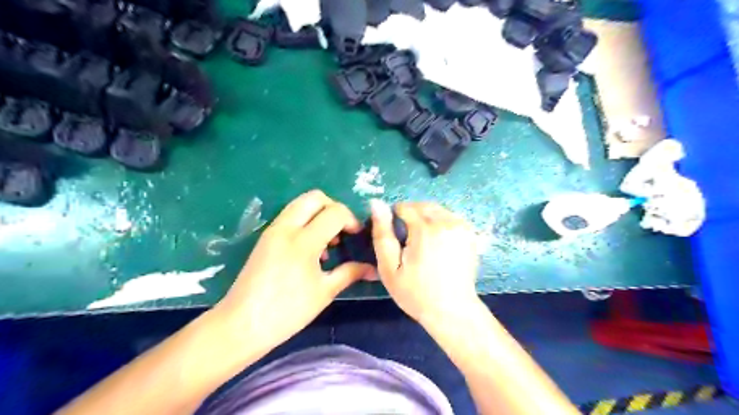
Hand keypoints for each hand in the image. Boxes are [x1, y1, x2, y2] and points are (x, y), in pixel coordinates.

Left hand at [213, 191, 375, 349]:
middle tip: (341, 230)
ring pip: (300, 204)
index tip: (356, 235)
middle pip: (315, 197)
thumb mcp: (324, 292)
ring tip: (327, 241)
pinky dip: (305, 222)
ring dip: (318, 213)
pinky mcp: (265, 237)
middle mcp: (286, 228)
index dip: (351, 220)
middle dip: (334, 208)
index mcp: (303, 241)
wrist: (242, 325)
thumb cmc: (287, 311)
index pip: (335, 212)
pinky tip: (310, 249)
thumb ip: (350, 273)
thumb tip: (373, 269)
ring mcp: (273, 230)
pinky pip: (290, 217)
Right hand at [374, 200, 481, 327]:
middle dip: (411, 215)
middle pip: (422, 205)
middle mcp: (445, 222)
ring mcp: (461, 227)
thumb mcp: (389, 268)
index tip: (395, 236)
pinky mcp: (470, 233)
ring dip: (426, 218)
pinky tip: (437, 242)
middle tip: (407, 239)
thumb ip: (382, 234)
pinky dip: (440, 223)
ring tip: (422, 241)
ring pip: (437, 210)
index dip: (394, 218)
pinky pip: (450, 217)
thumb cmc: (415, 292)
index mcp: (424, 229)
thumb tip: (376, 203)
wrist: (452, 310)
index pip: (404, 207)